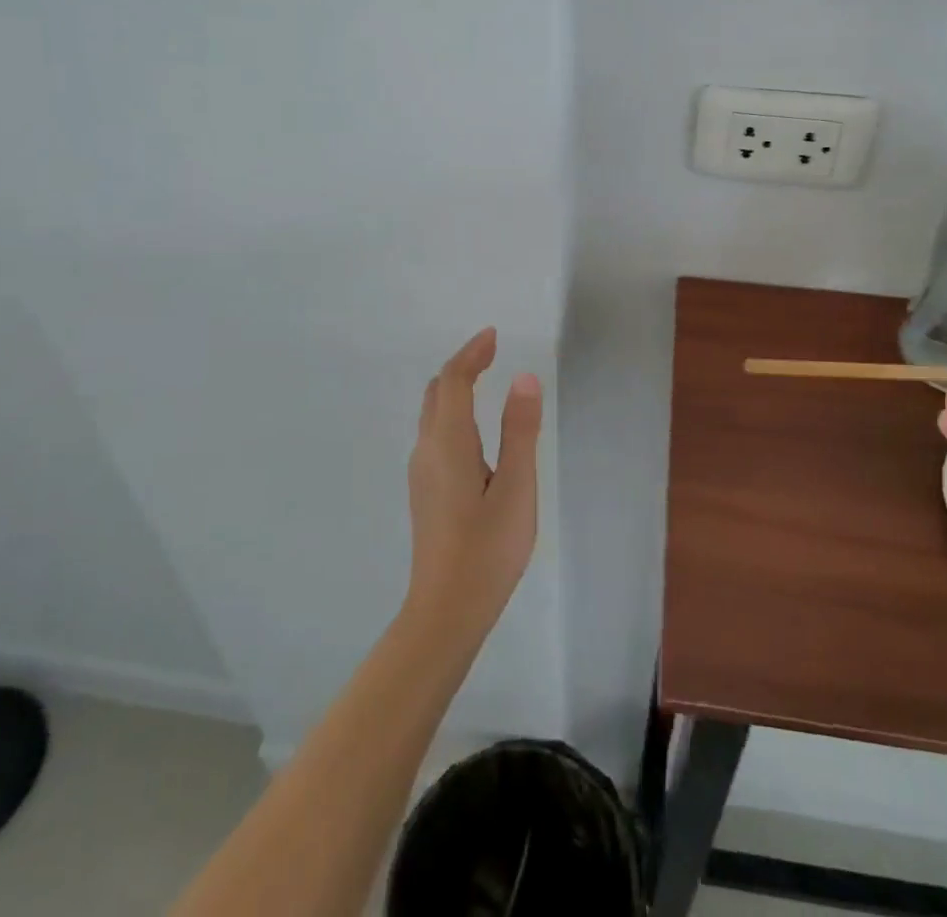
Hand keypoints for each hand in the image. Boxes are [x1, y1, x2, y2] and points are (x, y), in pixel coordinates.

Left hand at [404, 328, 541, 640]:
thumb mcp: (516, 487)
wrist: (446, 611)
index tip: (493, 335)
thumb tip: (524, 377)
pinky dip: (451, 411)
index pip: (453, 381)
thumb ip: (519, 430)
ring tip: (484, 380)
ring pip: (431, 413)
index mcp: (448, 442)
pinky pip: (434, 432)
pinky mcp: (425, 491)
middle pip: (436, 391)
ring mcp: (421, 472)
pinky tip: (473, 428)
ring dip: (454, 388)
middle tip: (491, 352)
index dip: (471, 353)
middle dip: (461, 365)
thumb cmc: (487, 548)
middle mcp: (427, 449)